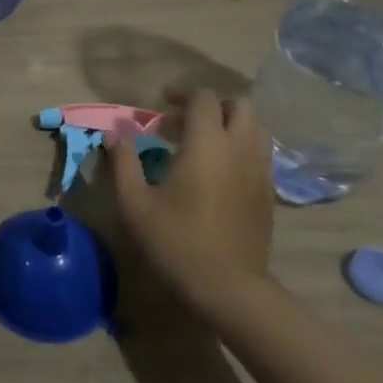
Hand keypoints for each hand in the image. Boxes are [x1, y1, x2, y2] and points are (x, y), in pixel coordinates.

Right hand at [106, 89, 272, 315]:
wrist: (228, 287)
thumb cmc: (176, 241)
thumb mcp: (135, 202)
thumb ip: (123, 162)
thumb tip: (114, 133)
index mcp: (207, 143)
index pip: (204, 98)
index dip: (182, 94)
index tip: (160, 108)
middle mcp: (239, 148)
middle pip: (239, 106)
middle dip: (212, 106)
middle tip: (183, 124)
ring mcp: (260, 171)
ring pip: (256, 129)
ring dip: (231, 126)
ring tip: (203, 145)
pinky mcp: (269, 193)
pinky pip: (260, 154)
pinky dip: (241, 149)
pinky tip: (219, 173)